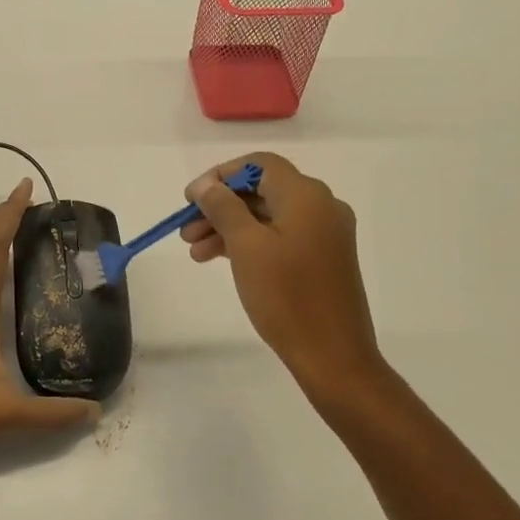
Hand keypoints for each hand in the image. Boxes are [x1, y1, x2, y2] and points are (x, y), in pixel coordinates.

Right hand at [181, 154, 384, 391]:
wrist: (333, 356)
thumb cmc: (287, 296)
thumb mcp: (246, 247)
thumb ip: (223, 207)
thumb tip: (205, 185)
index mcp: (306, 195)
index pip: (259, 164)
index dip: (221, 175)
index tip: (191, 198)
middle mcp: (321, 206)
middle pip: (262, 190)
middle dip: (220, 206)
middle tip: (186, 230)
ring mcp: (324, 233)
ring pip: (268, 216)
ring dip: (229, 227)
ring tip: (194, 251)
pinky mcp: (323, 258)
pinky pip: (280, 236)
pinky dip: (249, 243)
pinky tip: (219, 259)